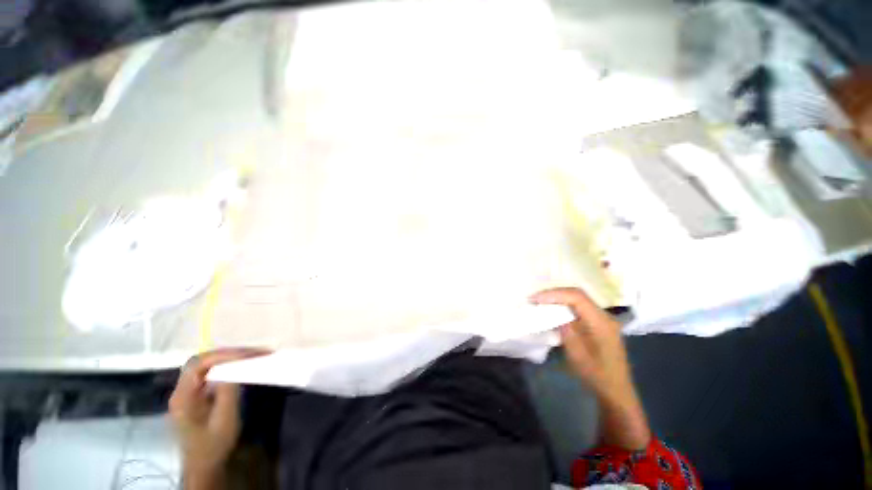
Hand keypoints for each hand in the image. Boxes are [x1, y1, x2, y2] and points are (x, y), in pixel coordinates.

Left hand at [169, 348, 268, 487]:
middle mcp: (181, 390)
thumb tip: (237, 365)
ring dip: (229, 357)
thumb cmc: (214, 445)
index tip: (248, 354)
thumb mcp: (224, 420)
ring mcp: (188, 392)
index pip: (198, 365)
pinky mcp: (196, 394)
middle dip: (228, 353)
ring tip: (251, 356)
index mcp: (183, 397)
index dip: (223, 355)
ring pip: (206, 364)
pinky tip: (240, 366)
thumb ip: (228, 391)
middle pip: (201, 361)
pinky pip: (210, 372)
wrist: (205, 465)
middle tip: (254, 353)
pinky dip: (227, 365)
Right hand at [531, 287, 650, 449]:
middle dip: (554, 294)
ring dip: (559, 298)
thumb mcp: (577, 354)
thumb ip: (566, 329)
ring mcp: (603, 318)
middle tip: (535, 298)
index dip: (554, 294)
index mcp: (601, 322)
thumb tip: (554, 313)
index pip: (577, 297)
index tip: (535, 299)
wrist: (615, 391)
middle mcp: (604, 316)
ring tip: (541, 301)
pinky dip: (564, 305)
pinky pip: (580, 307)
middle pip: (578, 294)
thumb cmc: (596, 375)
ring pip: (578, 299)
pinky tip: (554, 309)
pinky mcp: (599, 323)